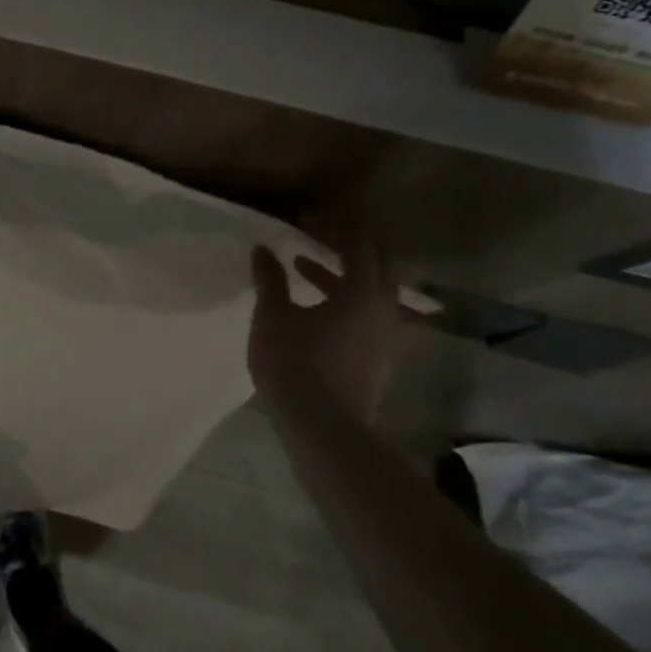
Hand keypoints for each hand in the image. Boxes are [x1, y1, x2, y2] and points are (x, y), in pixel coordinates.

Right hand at [249, 229, 409, 421]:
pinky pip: (369, 315)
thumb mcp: (273, 314)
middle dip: (347, 246)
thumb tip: (263, 249)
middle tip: (314, 238)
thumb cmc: (295, 361)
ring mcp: (387, 338)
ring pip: (374, 291)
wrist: (321, 427)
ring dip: (342, 274)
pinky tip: (314, 307)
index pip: (359, 244)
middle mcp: (386, 310)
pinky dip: (346, 299)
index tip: (301, 224)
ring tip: (302, 269)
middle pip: (379, 264)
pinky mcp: (378, 358)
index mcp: (364, 292)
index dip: (331, 228)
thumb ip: (270, 278)